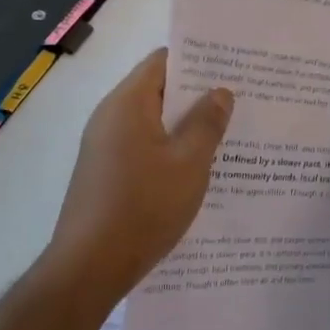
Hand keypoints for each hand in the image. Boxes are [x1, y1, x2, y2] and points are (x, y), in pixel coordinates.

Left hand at [46, 48, 232, 297]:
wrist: (89, 268)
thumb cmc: (144, 207)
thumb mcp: (189, 163)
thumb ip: (207, 123)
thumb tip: (220, 92)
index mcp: (128, 104)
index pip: (163, 61)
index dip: (198, 60)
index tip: (232, 67)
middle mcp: (110, 118)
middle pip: (158, 91)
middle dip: (197, 95)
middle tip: (240, 100)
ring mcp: (104, 147)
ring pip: (153, 123)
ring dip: (185, 126)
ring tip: (227, 134)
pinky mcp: (105, 174)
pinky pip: (143, 148)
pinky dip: (169, 149)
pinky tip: (197, 168)